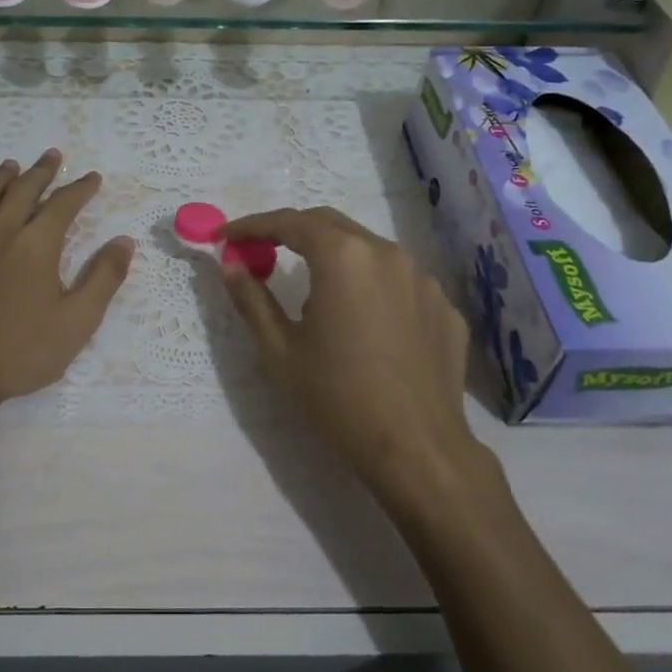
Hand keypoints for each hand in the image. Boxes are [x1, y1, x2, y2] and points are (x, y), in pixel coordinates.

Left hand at [0, 150, 133, 425]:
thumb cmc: (20, 354)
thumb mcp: (77, 322)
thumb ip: (103, 278)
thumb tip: (124, 241)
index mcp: (35, 247)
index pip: (63, 206)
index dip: (80, 189)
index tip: (92, 177)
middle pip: (21, 193)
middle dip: (40, 172)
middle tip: (52, 155)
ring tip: (10, 165)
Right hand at [219, 207, 486, 500]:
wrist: (417, 448)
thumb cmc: (337, 397)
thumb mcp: (279, 350)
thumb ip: (251, 299)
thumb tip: (230, 266)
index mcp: (343, 257)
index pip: (289, 222)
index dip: (253, 225)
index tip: (226, 236)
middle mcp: (387, 253)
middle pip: (331, 225)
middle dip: (293, 233)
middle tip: (263, 252)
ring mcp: (424, 279)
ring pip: (369, 252)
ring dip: (335, 259)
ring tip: (316, 297)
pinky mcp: (445, 308)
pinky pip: (399, 283)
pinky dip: (371, 288)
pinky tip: (363, 324)